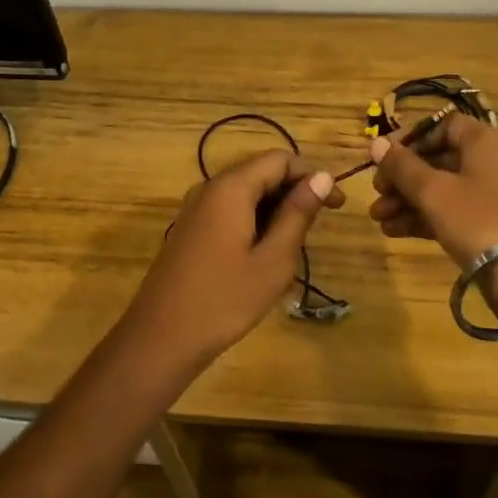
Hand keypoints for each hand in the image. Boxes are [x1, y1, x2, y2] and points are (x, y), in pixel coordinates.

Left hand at [121, 150, 343, 373]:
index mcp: (230, 188)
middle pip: (260, 171)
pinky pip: (229, 210)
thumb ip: (297, 214)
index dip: (312, 174)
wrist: (160, 338)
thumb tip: (321, 177)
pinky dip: (255, 219)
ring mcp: (195, 209)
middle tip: (321, 223)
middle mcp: (210, 188)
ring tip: (297, 242)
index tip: (337, 203)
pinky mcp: (190, 229)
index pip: (279, 159)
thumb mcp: (273, 260)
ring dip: (275, 207)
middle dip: (295, 190)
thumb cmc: (224, 300)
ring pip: (245, 192)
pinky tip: (266, 252)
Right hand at [367, 112, 497, 267]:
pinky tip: (393, 230)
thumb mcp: (434, 190)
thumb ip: (402, 166)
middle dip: (401, 177)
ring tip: (378, 218)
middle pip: (436, 159)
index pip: (441, 125)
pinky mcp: (485, 226)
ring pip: (439, 189)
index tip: (383, 156)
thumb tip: (376, 142)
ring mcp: (488, 196)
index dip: (410, 138)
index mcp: (482, 142)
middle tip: (376, 192)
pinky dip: (422, 218)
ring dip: (406, 200)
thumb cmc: (478, 219)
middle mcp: (488, 163)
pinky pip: (448, 212)